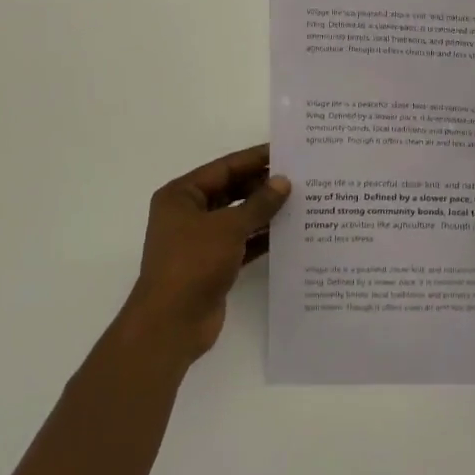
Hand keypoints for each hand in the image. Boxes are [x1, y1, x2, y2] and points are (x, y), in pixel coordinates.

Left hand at [125, 144, 290, 361]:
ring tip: (302, 202)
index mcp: (181, 195)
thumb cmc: (193, 263)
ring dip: (265, 212)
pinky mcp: (213, 265)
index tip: (285, 151)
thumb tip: (283, 181)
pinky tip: (290, 233)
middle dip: (262, 186)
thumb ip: (258, 203)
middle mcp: (188, 214)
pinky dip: (261, 238)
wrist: (172, 323)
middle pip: (231, 191)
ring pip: (238, 218)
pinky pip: (241, 243)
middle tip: (300, 177)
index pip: (224, 168)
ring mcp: (200, 241)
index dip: (255, 159)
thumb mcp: (228, 227)